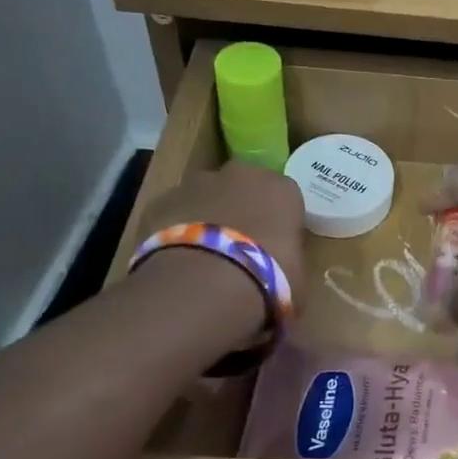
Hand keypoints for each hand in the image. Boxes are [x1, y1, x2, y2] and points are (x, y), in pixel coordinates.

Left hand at [129, 162, 306, 337]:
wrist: (205, 284)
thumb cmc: (267, 280)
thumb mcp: (296, 279)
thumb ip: (288, 263)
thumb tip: (280, 275)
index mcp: (281, 189)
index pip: (284, 198)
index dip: (277, 222)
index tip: (273, 247)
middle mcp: (241, 174)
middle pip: (242, 186)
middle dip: (240, 209)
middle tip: (237, 248)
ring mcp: (197, 183)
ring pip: (204, 195)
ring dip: (205, 217)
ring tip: (203, 257)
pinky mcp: (161, 200)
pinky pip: (172, 214)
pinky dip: (173, 231)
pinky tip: (176, 261)